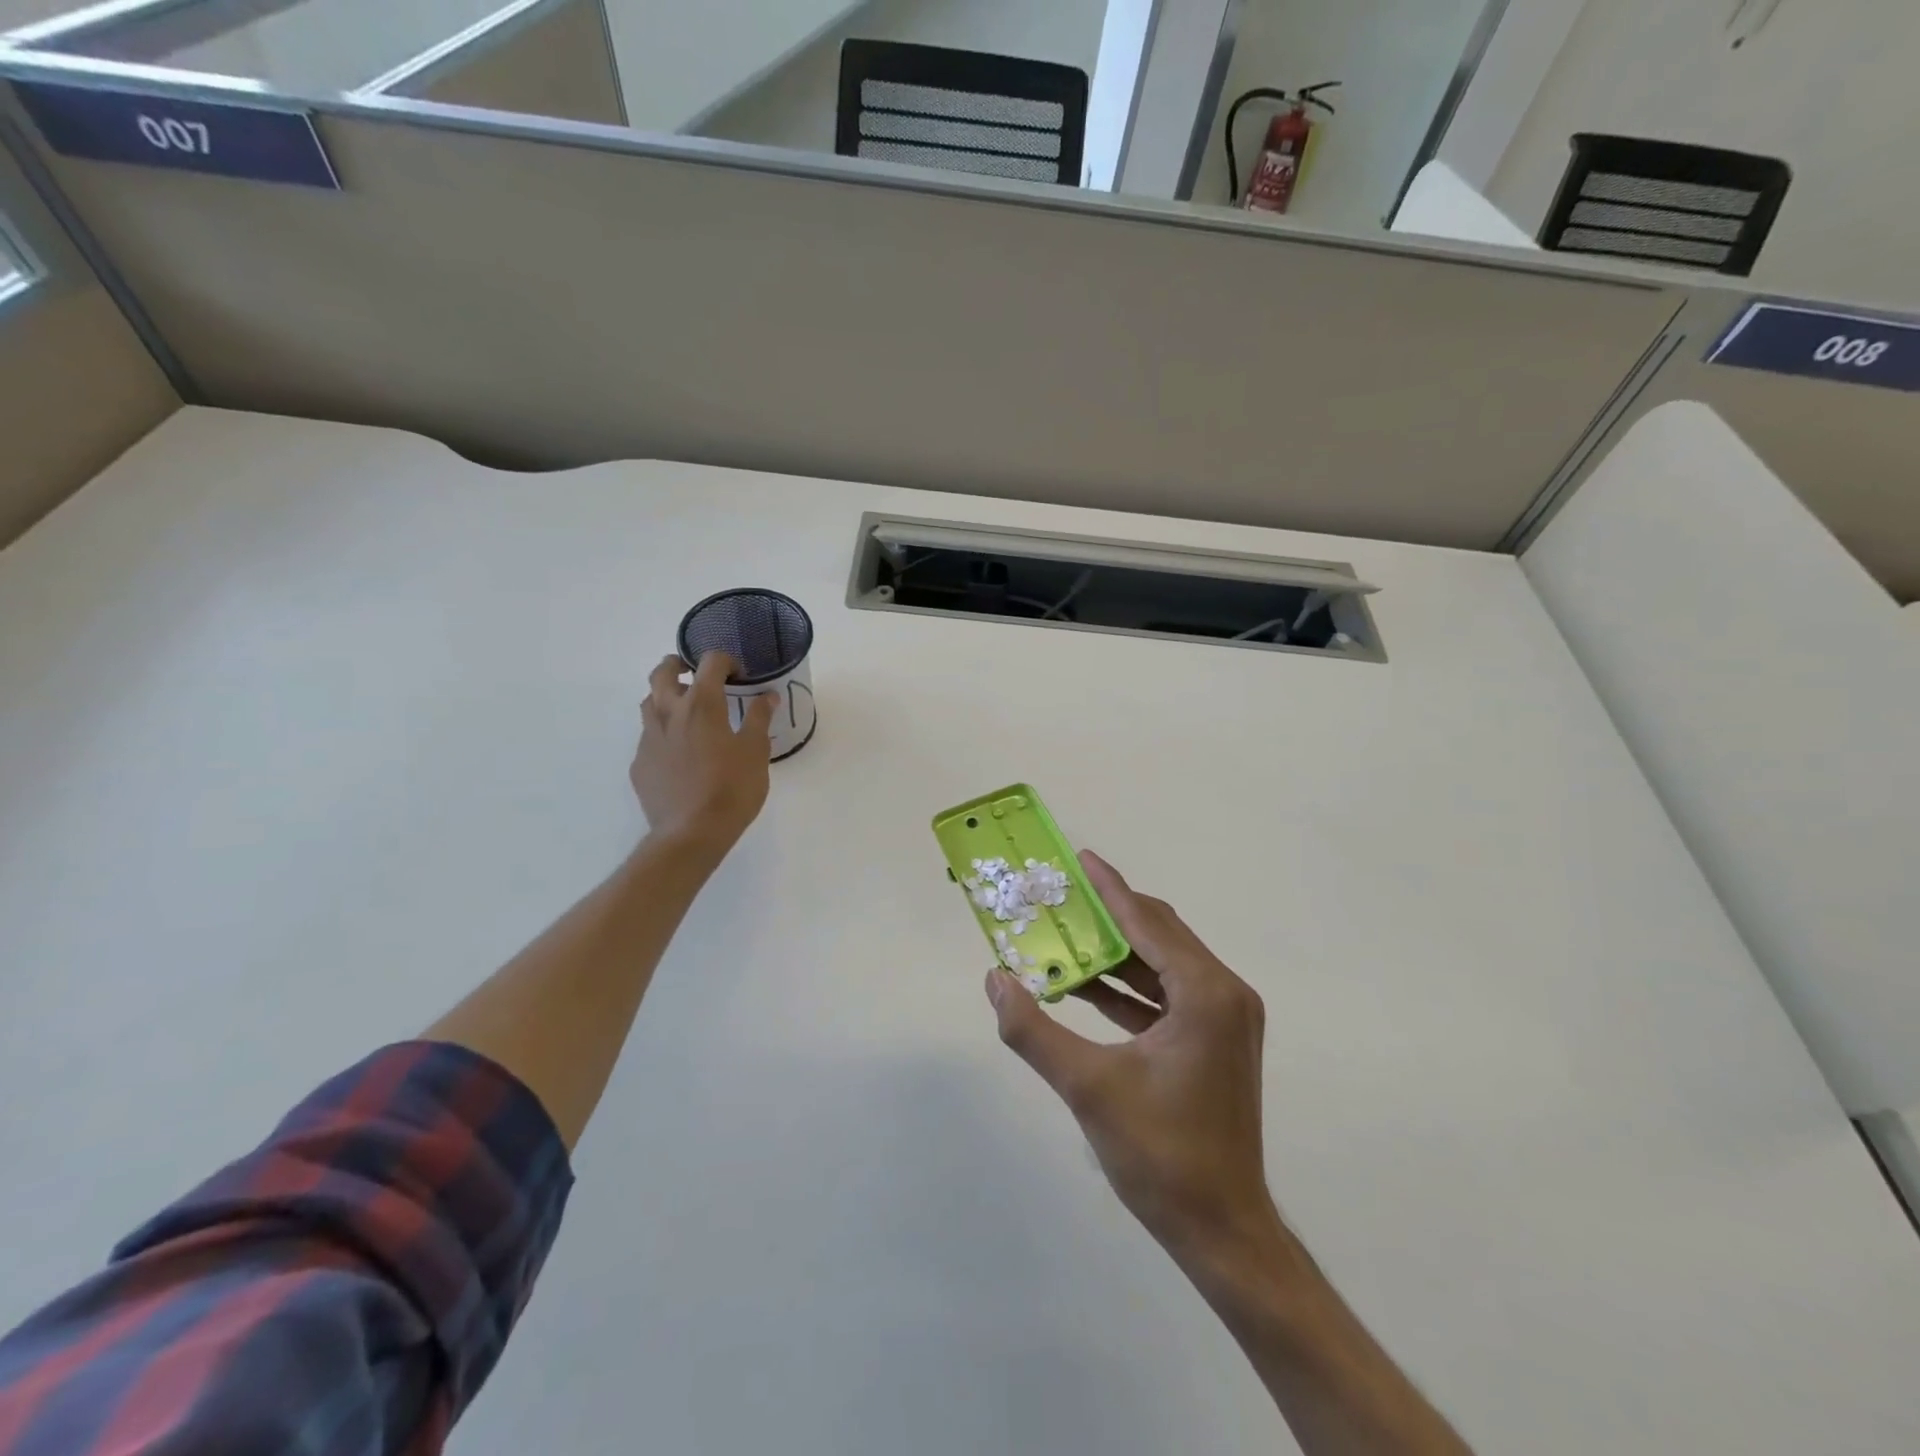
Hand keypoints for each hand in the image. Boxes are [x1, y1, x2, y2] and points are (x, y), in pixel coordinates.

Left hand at [632, 654, 774, 852]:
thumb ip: (759, 719)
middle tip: (694, 673)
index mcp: (701, 705)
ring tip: (686, 711)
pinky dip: (663, 733)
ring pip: (649, 702)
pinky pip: (649, 737)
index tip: (739, 676)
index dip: (726, 662)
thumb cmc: (731, 789)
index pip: (710, 663)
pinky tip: (679, 753)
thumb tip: (768, 696)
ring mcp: (648, 739)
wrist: (691, 833)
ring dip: (665, 696)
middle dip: (678, 665)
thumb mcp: (756, 752)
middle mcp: (668, 713)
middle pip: (662, 672)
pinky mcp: (639, 764)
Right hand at [985, 852, 1276, 1263]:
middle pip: (1159, 934)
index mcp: (1206, 993)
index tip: (1080, 858)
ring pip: (1162, 964)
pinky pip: (1166, 994)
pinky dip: (1128, 987)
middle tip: (1061, 895)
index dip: (1110, 887)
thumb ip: (1034, 1030)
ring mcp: (1224, 1019)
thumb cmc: (1161, 1155)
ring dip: (1114, 951)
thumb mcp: (1088, 1087)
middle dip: (1108, 913)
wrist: (1222, 1231)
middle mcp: (1224, 994)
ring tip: (1064, 935)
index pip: (1148, 922)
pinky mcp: (1215, 1041)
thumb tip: (994, 980)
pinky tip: (1085, 986)